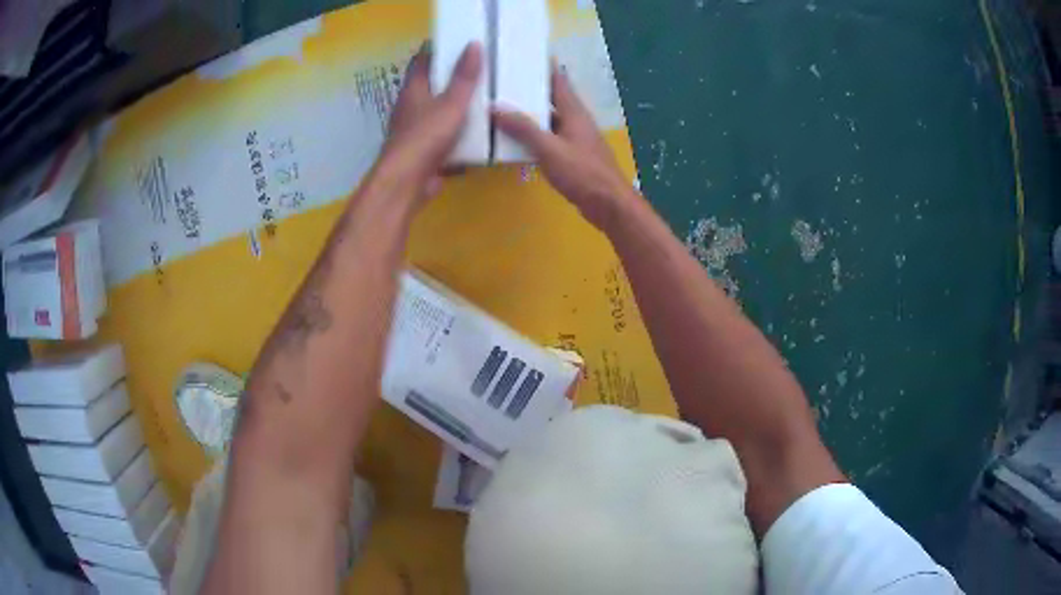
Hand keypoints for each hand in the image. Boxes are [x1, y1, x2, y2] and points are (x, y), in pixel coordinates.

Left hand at [378, 42, 482, 198]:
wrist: (407, 183)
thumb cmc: (426, 137)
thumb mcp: (451, 103)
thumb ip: (464, 77)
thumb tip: (473, 44)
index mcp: (413, 90)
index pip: (421, 61)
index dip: (437, 50)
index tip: (458, 43)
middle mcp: (411, 108)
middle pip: (431, 87)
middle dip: (452, 79)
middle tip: (480, 70)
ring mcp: (416, 132)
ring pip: (438, 113)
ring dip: (457, 108)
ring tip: (486, 100)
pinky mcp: (424, 153)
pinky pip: (445, 139)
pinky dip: (459, 136)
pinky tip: (480, 137)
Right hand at [493, 65, 634, 228]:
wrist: (608, 204)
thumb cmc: (582, 172)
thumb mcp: (549, 148)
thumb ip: (524, 128)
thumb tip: (496, 108)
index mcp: (574, 112)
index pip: (558, 80)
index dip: (544, 67)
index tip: (525, 55)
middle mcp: (576, 120)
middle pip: (552, 98)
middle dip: (530, 90)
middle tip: (504, 82)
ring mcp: (575, 139)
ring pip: (550, 119)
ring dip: (531, 114)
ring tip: (504, 108)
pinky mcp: (573, 156)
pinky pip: (550, 138)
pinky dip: (534, 135)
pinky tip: (517, 140)